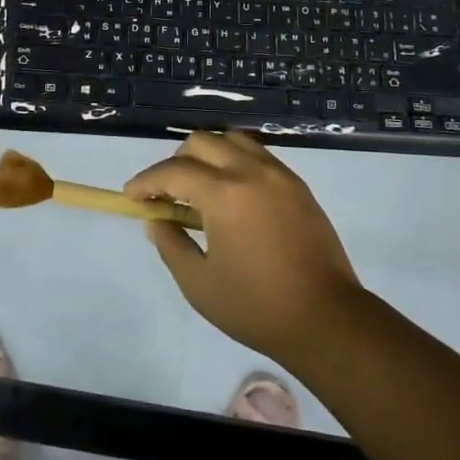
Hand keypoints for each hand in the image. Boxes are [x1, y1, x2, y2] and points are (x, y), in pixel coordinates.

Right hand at [126, 130, 362, 363]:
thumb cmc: (257, 307)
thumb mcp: (199, 284)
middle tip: (166, 193)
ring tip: (200, 187)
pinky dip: (235, 161)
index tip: (131, 195)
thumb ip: (171, 245)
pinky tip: (231, 193)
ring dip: (208, 155)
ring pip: (232, 140)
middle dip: (175, 162)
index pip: (173, 171)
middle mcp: (252, 171)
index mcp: (225, 194)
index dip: (147, 181)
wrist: (327, 319)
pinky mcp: (298, 186)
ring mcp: (279, 174)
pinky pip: (257, 155)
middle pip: (201, 143)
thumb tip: (156, 221)